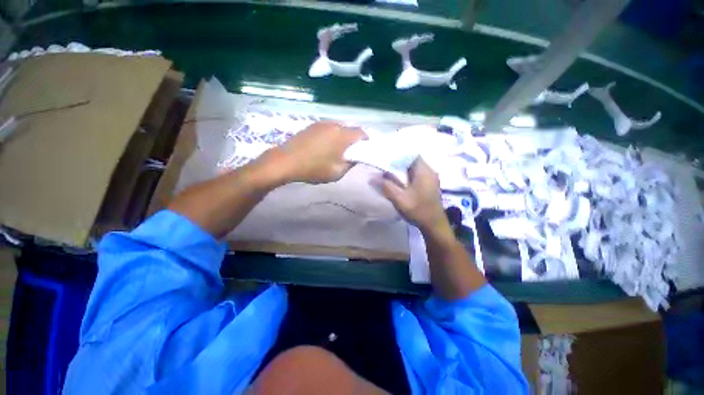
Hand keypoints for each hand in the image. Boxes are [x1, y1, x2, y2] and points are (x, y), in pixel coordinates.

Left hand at [265, 122, 366, 183]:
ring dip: (341, 137)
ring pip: (338, 128)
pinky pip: (328, 128)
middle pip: (350, 129)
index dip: (366, 141)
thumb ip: (350, 164)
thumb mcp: (337, 172)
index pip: (361, 133)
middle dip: (353, 139)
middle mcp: (333, 125)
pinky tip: (325, 146)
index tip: (364, 150)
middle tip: (350, 152)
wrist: (285, 161)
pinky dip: (331, 135)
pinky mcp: (311, 125)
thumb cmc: (314, 168)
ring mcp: (321, 123)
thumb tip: (354, 157)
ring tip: (337, 149)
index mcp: (342, 135)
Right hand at [379, 158, 449, 233]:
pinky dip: (406, 174)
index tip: (385, 158)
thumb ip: (386, 186)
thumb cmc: (418, 211)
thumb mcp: (400, 199)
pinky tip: (399, 180)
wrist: (434, 225)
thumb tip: (372, 177)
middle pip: (412, 160)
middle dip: (397, 162)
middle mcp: (429, 171)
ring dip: (402, 169)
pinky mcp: (429, 184)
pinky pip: (416, 174)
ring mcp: (430, 177)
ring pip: (414, 167)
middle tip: (384, 165)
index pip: (410, 154)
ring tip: (389, 172)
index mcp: (424, 171)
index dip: (397, 155)